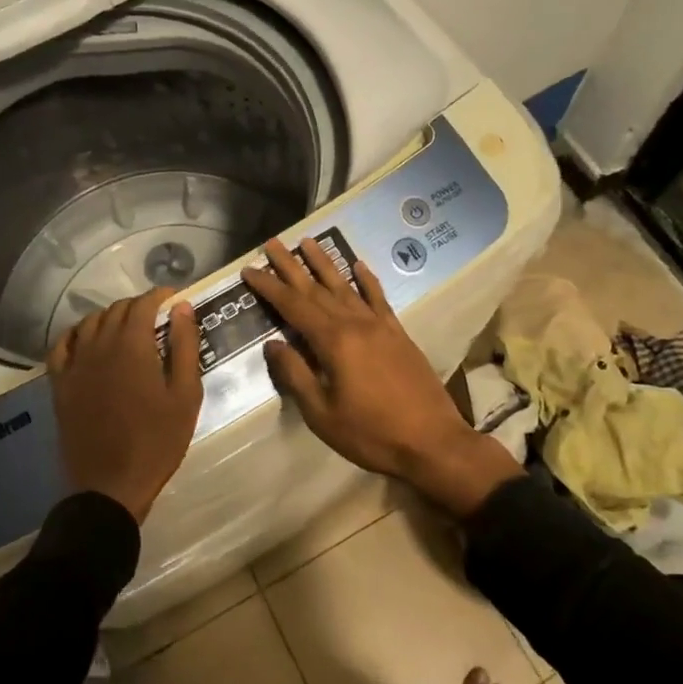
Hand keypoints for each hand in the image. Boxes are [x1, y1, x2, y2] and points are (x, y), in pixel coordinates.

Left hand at [48, 287, 203, 522]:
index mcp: (132, 346)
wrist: (111, 486)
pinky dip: (77, 334)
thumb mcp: (185, 395)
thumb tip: (181, 307)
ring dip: (111, 317)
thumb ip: (184, 346)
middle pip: (117, 309)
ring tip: (128, 329)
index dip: (160, 296)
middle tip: (158, 319)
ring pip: (90, 322)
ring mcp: (75, 364)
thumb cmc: (157, 441)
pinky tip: (88, 340)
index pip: (144, 304)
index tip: (175, 300)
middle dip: (139, 306)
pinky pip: (63, 345)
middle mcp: (99, 345)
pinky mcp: (60, 384)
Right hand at [241, 239, 523, 516]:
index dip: (269, 287)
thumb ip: (296, 375)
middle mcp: (356, 323)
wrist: (432, 442)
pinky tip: (360, 265)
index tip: (249, 268)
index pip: (293, 306)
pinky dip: (367, 280)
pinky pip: (379, 298)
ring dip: (325, 263)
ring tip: (308, 241)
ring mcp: (380, 326)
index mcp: (333, 341)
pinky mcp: (398, 334)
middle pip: (316, 288)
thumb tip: (273, 344)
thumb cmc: (371, 433)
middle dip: (291, 265)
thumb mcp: (322, 413)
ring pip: (346, 286)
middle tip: (272, 243)